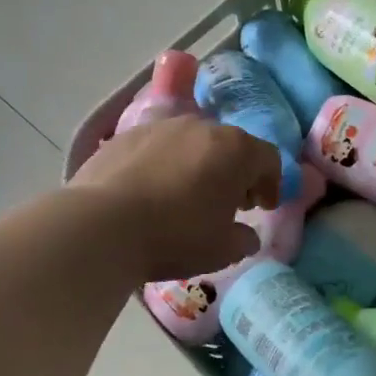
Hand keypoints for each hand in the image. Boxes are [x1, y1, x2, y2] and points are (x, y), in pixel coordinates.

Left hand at [72, 116, 282, 283]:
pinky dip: (164, 163)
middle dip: (236, 171)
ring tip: (187, 194)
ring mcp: (162, 126)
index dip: (272, 183)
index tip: (265, 207)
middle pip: (231, 145)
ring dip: (199, 163)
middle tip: (230, 201)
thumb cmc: (176, 235)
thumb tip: (247, 235)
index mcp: (236, 149)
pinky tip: (151, 190)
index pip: (269, 158)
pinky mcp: (126, 134)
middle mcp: (202, 126)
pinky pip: (158, 147)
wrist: (102, 225)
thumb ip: (243, 239)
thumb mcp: (222, 249)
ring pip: (193, 141)